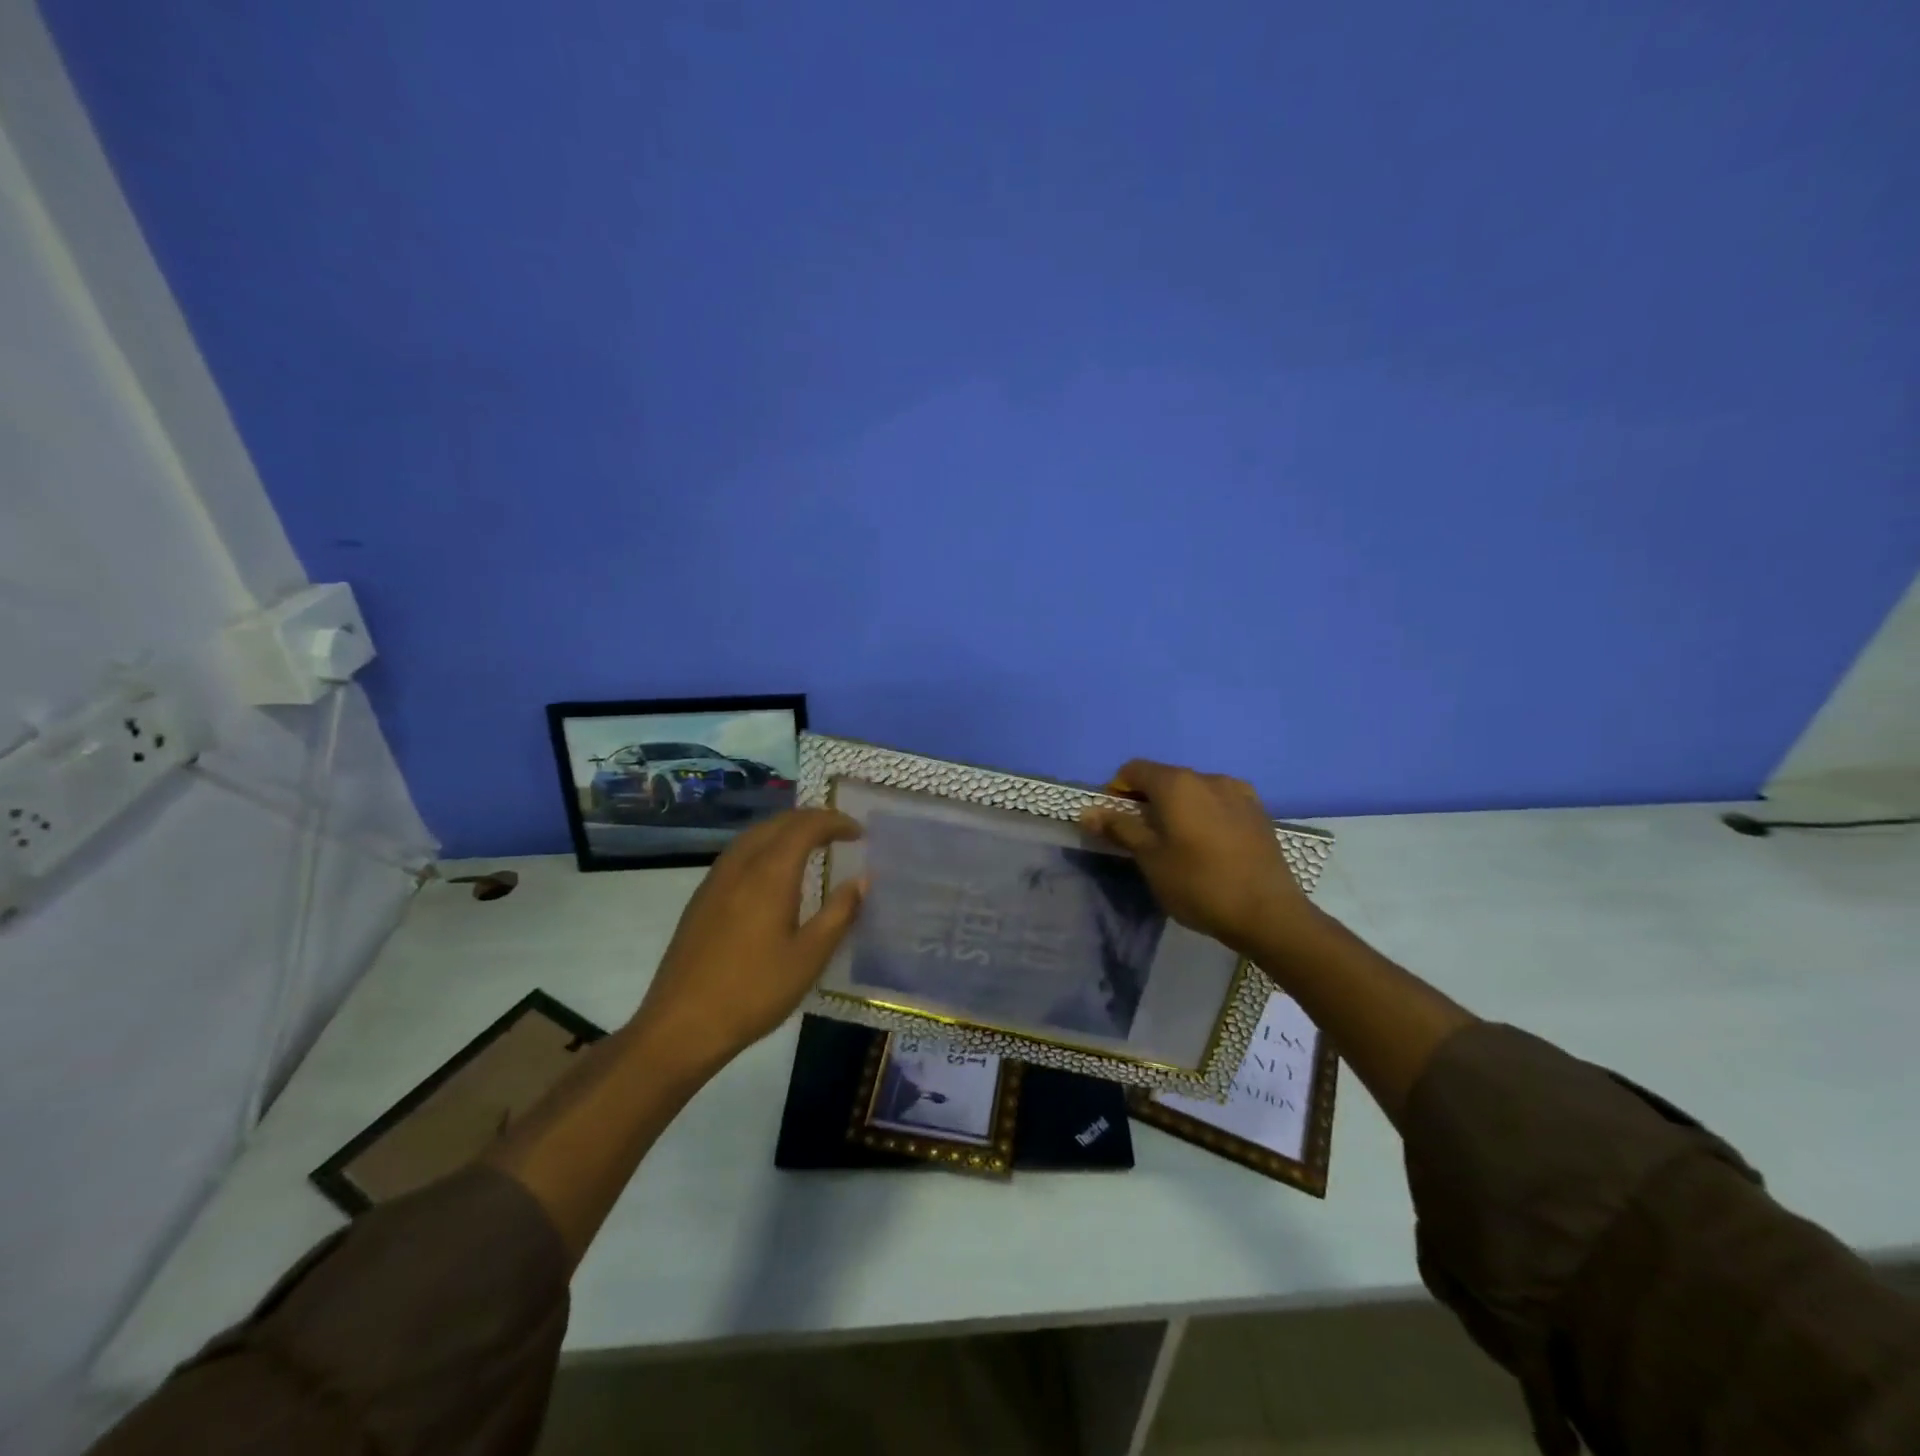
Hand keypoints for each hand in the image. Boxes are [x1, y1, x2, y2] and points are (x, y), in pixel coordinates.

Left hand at [632, 809, 863, 1072]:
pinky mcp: (702, 898)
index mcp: (769, 874)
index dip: (835, 822)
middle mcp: (740, 865)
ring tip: (811, 845)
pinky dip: (765, 846)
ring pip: (754, 835)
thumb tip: (861, 880)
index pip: (805, 827)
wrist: (682, 1025)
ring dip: (786, 830)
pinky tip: (774, 873)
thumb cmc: (754, 991)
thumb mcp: (809, 957)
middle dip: (811, 820)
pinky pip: (739, 853)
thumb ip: (839, 913)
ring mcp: (715, 880)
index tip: (859, 833)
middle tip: (840, 832)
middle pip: (777, 823)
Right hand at [1079, 759, 1317, 952]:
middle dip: (1147, 800)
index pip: (1134, 769)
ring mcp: (1238, 792)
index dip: (1117, 791)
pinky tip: (1210, 845)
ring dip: (1178, 807)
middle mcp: (1207, 777)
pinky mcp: (1258, 812)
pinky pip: (1220, 803)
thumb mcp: (1150, 859)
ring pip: (1194, 790)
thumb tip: (1087, 811)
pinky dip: (1206, 814)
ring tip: (1180, 844)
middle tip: (1144, 838)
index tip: (1116, 822)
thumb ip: (1119, 828)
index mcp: (1177, 783)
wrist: (1268, 913)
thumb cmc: (1198, 884)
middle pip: (1165, 778)